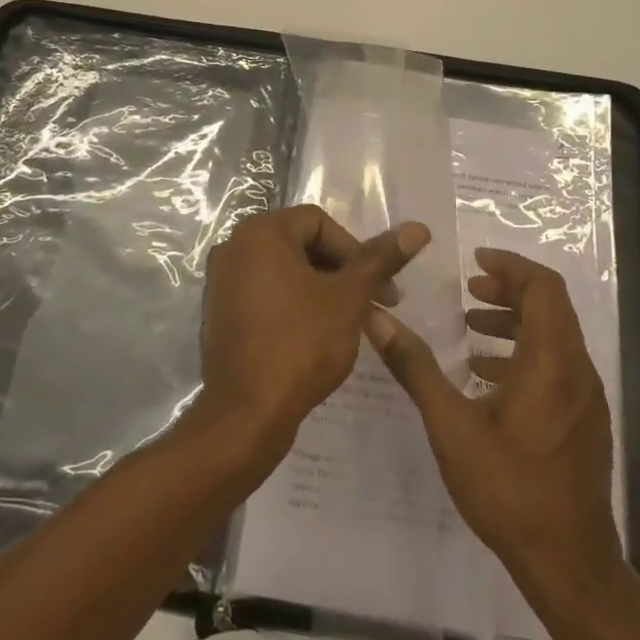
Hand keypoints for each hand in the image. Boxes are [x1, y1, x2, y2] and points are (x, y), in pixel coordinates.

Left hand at [197, 206, 427, 459]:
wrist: (245, 416)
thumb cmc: (300, 345)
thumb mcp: (348, 298)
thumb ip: (380, 259)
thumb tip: (418, 228)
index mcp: (260, 233)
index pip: (319, 222)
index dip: (356, 250)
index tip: (381, 287)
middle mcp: (234, 247)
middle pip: (301, 244)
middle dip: (342, 271)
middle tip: (375, 304)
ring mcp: (222, 282)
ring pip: (285, 271)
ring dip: (323, 289)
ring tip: (352, 322)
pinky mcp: (221, 313)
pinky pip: (266, 293)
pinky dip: (295, 304)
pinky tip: (318, 335)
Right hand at [366, 248, 622, 590]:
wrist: (569, 564)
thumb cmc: (509, 488)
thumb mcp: (451, 425)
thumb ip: (415, 367)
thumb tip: (376, 319)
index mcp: (551, 360)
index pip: (543, 287)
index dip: (511, 265)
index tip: (475, 260)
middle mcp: (576, 370)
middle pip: (551, 307)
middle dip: (510, 290)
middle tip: (470, 290)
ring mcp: (586, 398)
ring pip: (555, 336)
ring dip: (516, 323)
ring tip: (472, 330)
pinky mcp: (585, 422)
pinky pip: (558, 366)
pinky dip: (525, 353)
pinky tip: (488, 378)